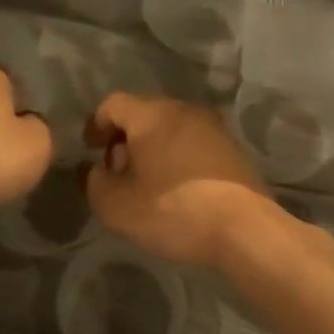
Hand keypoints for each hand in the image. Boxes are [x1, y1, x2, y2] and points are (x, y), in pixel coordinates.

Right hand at [82, 93, 270, 267]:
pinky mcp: (233, 149)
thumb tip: (96, 170)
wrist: (244, 229)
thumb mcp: (117, 206)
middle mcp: (185, 110)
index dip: (95, 125)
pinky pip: (193, 144)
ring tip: (147, 185)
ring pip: (171, 129)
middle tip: (118, 173)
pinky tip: (177, 190)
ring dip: (152, 150)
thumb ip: (95, 183)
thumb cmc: (173, 211)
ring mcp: (214, 128)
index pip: (113, 104)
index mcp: (153, 114)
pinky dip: (177, 158)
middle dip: (124, 140)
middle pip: (144, 114)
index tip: (90, 151)